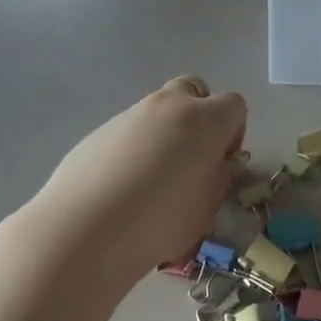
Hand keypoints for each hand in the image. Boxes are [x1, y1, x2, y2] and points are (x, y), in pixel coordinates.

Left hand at [23, 76, 247, 284]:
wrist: (85, 229)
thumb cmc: (161, 221)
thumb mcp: (208, 207)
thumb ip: (220, 178)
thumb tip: (216, 165)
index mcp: (205, 120)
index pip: (234, 106)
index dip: (234, 133)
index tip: (222, 164)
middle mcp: (169, 106)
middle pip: (194, 90)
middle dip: (199, 116)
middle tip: (192, 158)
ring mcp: (130, 115)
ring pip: (159, 110)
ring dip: (166, 133)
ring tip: (154, 180)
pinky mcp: (99, 131)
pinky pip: (129, 131)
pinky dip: (135, 148)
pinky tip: (124, 186)